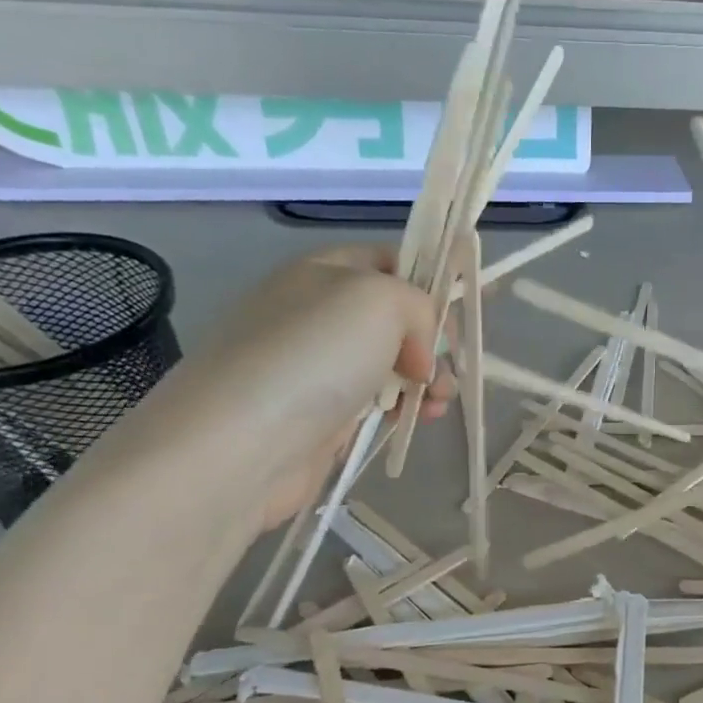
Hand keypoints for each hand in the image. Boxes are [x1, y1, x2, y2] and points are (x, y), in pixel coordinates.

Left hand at [121, 246, 455, 527]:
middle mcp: (321, 314)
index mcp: (326, 271)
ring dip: (427, 380)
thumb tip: (419, 354)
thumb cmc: (314, 355)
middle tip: (444, 369)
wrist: (245, 441)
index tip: (458, 318)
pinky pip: (379, 404)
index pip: (391, 261)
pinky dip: (406, 410)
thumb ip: (420, 307)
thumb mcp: (381, 300)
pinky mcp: (326, 417)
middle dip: (434, 342)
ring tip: (437, 402)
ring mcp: (322, 368)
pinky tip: (420, 421)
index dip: (431, 283)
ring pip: (394, 365)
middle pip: (398, 319)